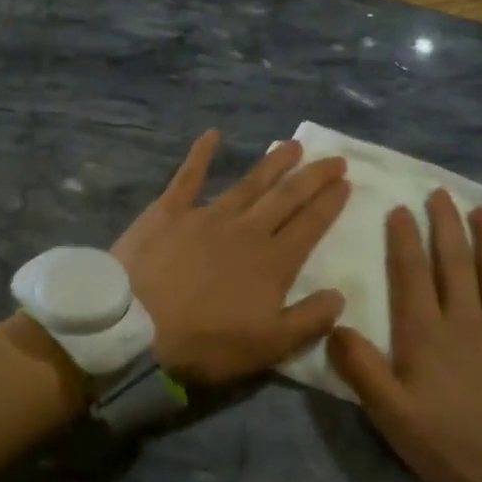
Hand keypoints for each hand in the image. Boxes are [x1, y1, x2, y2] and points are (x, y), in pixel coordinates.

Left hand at [114, 130, 349, 385]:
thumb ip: (309, 320)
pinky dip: (201, 154)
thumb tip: (339, 295)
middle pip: (286, 197)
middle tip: (333, 158)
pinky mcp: (168, 212)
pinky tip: (212, 134)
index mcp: (272, 262)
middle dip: (313, 177)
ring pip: (248, 184)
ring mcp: (206, 216)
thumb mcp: (268, 347)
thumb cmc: (204, 343)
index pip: (310, 225)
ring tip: (292, 145)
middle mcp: (246, 230)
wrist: (135, 329)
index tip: (345, 182)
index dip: (329, 203)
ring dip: (272, 163)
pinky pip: (188, 176)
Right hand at [327, 189, 481, 481]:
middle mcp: (466, 320)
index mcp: (426, 334)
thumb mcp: (394, 416)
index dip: (403, 239)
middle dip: (445, 225)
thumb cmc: (457, 445)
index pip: (411, 274)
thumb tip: (335, 324)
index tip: (399, 209)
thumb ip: (362, 369)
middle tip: (441, 193)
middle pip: (454, 262)